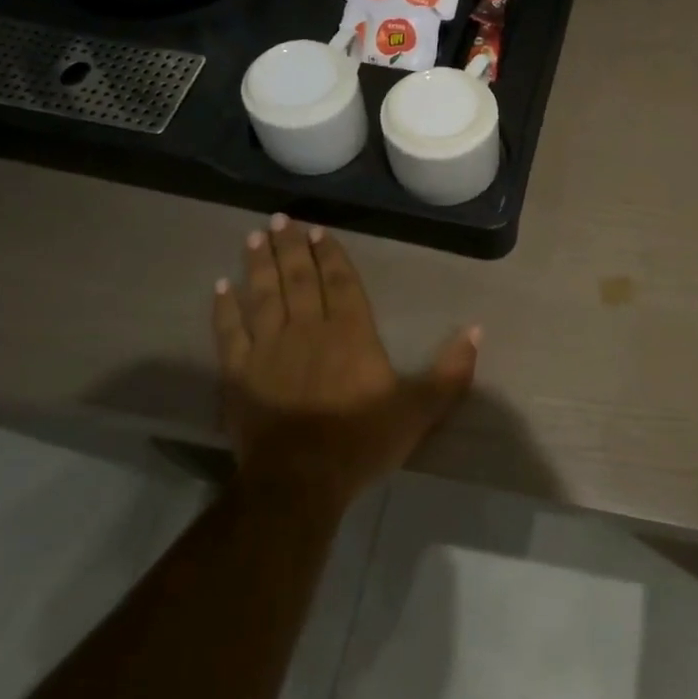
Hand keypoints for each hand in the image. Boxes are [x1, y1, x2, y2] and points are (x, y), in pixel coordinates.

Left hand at [212, 215, 478, 508]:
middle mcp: (307, 329)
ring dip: (259, 264)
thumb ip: (451, 371)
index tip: (318, 231)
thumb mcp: (420, 410)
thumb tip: (477, 330)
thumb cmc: (362, 441)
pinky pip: (229, 332)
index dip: (330, 255)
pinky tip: (220, 288)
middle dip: (291, 247)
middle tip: (282, 219)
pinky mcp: (239, 373)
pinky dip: (224, 309)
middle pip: (298, 279)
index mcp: (350, 333)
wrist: (300, 479)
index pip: (340, 282)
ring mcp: (268, 349)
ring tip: (254, 237)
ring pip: (262, 295)